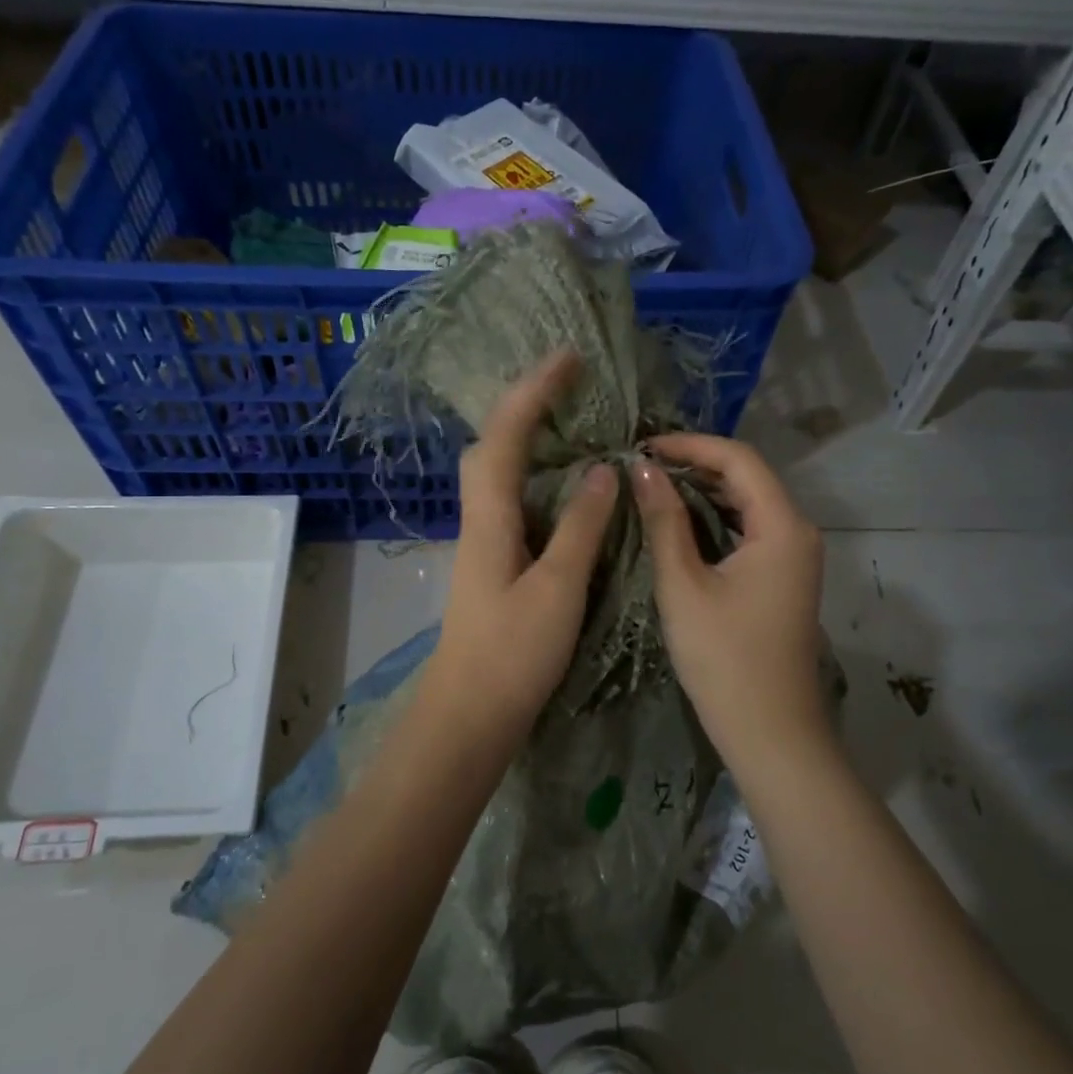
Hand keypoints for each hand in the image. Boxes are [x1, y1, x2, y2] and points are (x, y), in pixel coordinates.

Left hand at [421, 352, 619, 744]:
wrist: (470, 715)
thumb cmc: (513, 654)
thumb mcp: (558, 588)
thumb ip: (580, 527)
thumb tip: (602, 470)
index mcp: (491, 518)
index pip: (507, 436)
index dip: (534, 392)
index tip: (569, 358)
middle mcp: (481, 520)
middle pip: (493, 447)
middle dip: (526, 405)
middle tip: (570, 386)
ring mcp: (486, 543)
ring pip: (501, 474)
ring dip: (530, 439)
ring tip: (573, 422)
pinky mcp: (496, 565)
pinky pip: (515, 502)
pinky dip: (538, 479)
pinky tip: (566, 487)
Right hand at [632, 434, 830, 769]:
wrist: (770, 732)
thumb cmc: (724, 659)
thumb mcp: (684, 585)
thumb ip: (664, 521)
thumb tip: (642, 470)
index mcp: (783, 527)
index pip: (739, 460)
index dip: (691, 445)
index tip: (644, 446)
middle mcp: (799, 532)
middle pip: (748, 477)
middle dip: (696, 463)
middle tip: (642, 465)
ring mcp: (795, 557)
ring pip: (749, 503)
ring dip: (705, 490)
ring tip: (654, 485)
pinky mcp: (784, 578)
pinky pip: (751, 530)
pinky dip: (716, 518)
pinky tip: (681, 522)